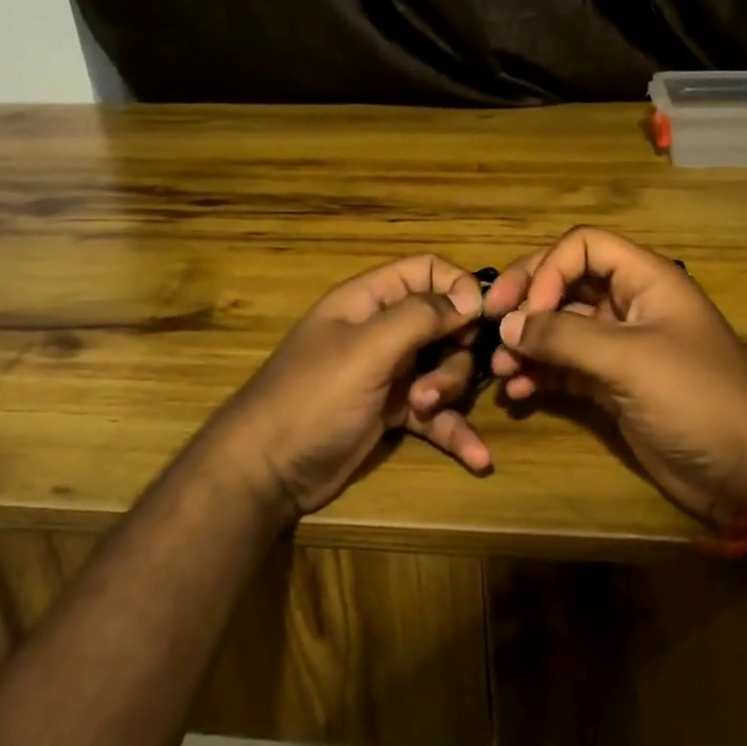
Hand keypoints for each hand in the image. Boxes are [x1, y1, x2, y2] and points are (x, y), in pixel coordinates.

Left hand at [211, 255, 492, 519]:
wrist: (266, 474)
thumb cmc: (312, 399)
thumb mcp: (366, 351)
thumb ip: (419, 317)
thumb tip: (471, 299)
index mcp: (368, 301)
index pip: (426, 271)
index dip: (458, 288)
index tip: (480, 319)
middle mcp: (381, 331)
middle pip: (444, 324)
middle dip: (454, 353)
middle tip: (436, 381)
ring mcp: (388, 373)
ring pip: (444, 368)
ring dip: (448, 391)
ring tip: (424, 412)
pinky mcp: (392, 413)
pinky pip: (437, 414)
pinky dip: (455, 431)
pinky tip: (478, 459)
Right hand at [484, 227, 746, 526]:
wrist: (745, 473)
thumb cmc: (695, 398)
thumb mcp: (629, 360)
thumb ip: (565, 337)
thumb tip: (508, 324)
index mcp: (646, 280)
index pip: (583, 247)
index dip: (550, 270)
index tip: (526, 309)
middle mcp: (629, 305)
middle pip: (566, 282)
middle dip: (528, 301)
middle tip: (491, 324)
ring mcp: (620, 346)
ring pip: (561, 327)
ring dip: (528, 342)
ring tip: (501, 368)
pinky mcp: (612, 385)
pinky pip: (565, 367)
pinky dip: (540, 373)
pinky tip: (519, 392)